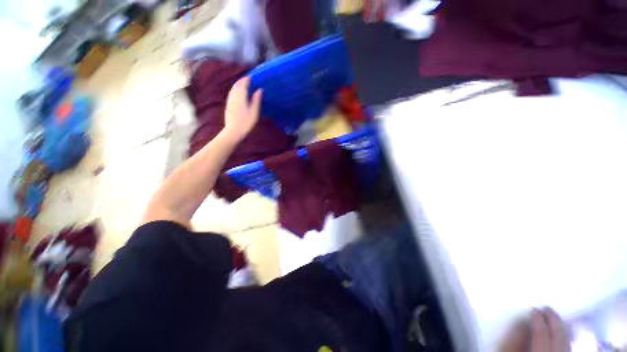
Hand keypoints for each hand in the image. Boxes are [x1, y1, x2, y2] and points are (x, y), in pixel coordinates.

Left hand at [223, 77, 262, 141]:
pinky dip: (235, 90)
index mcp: (240, 96)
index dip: (248, 79)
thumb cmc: (246, 122)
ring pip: (233, 89)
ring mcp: (230, 101)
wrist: (233, 131)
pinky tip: (238, 93)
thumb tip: (259, 90)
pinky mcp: (228, 105)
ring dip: (238, 85)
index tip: (253, 77)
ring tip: (243, 84)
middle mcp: (234, 96)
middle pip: (237, 85)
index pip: (243, 83)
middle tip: (248, 79)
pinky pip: (231, 93)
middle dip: (242, 81)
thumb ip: (256, 100)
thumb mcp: (254, 112)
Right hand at [500, 308, 570, 351]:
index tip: (533, 309)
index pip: (541, 333)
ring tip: (555, 316)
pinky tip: (564, 331)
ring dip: (561, 326)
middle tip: (546, 307)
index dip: (538, 319)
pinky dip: (567, 336)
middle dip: (553, 319)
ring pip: (566, 340)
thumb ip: (515, 342)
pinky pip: (569, 346)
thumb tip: (520, 324)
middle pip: (558, 335)